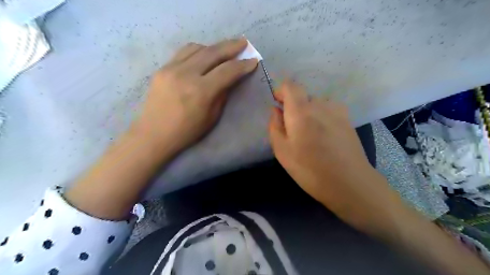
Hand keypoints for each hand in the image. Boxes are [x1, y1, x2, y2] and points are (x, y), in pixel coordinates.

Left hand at [132, 37, 257, 155]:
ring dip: (214, 47)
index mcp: (201, 91)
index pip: (227, 71)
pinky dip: (198, 50)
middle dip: (231, 46)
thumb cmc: (187, 131)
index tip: (253, 61)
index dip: (242, 65)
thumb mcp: (212, 117)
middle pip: (213, 53)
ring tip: (224, 49)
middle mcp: (186, 74)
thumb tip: (229, 78)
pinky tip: (204, 53)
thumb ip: (222, 94)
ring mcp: (171, 68)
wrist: (154, 134)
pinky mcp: (162, 68)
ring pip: (197, 48)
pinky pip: (183, 52)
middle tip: (243, 42)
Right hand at [268, 79, 401, 227]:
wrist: (349, 182)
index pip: (290, 85)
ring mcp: (337, 110)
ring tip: (311, 136)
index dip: (281, 92)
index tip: (279, 106)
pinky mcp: (348, 119)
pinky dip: (322, 117)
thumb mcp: (282, 151)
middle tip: (294, 131)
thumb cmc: (309, 169)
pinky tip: (325, 137)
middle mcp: (320, 104)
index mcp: (301, 110)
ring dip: (309, 113)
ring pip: (316, 104)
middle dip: (294, 108)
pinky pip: (329, 110)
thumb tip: (276, 110)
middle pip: (303, 96)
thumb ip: (275, 125)